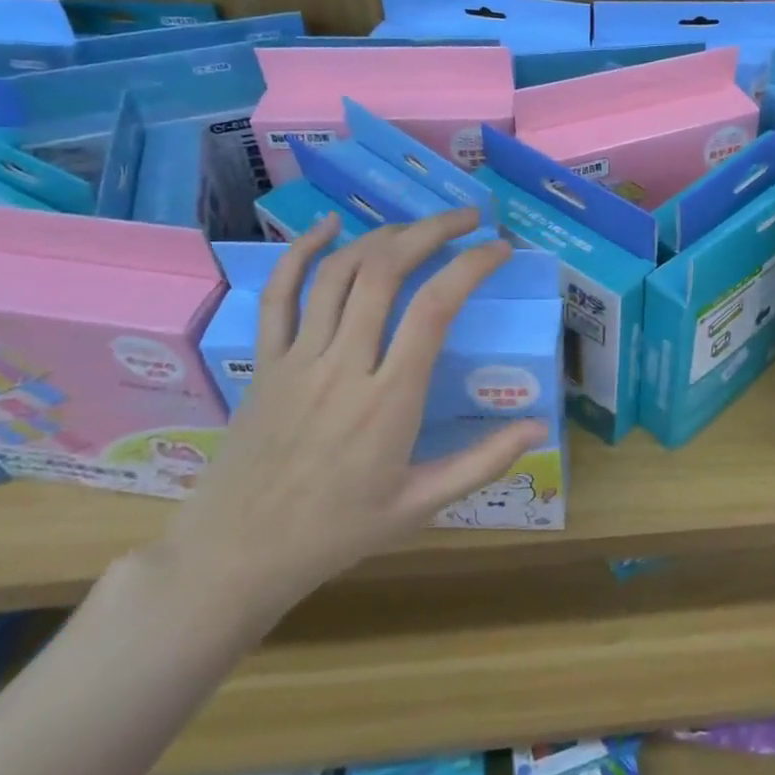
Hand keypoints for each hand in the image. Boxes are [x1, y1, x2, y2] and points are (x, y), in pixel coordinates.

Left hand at [153, 212, 547, 620]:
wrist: (235, 556)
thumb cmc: (336, 531)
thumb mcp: (420, 505)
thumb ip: (482, 462)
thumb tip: (539, 425)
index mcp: (390, 400)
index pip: (435, 308)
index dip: (471, 265)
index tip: (499, 249)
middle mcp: (344, 366)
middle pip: (386, 272)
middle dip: (431, 231)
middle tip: (467, 218)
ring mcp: (299, 358)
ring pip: (339, 273)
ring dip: (383, 236)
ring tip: (418, 226)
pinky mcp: (266, 361)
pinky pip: (279, 294)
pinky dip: (302, 252)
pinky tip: (329, 227)